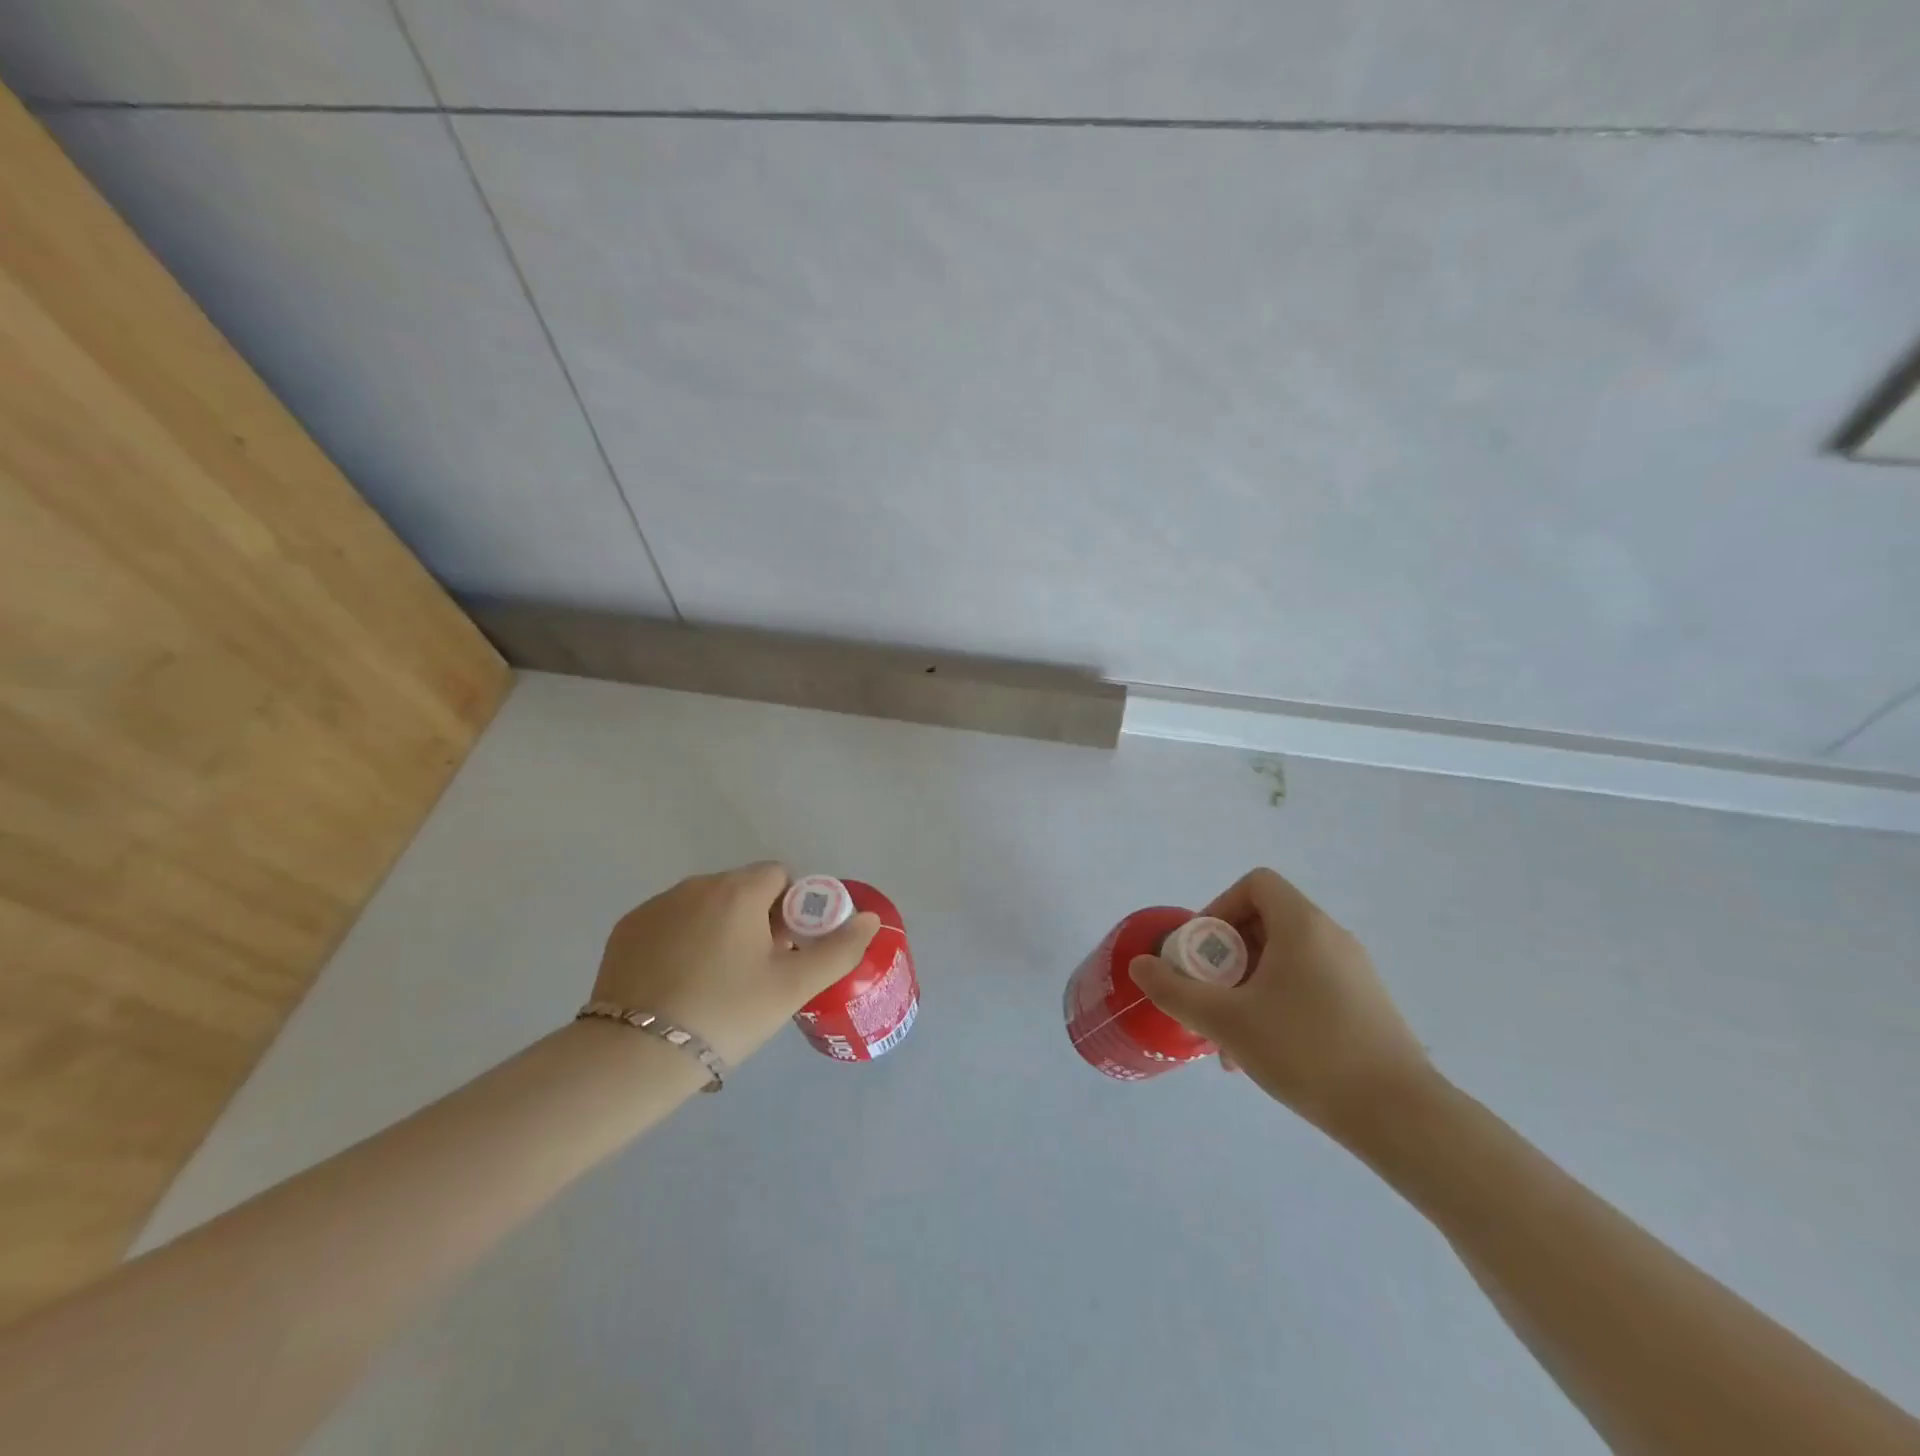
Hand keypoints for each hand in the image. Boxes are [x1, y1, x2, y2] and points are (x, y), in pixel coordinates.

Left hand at [589, 863, 879, 1065]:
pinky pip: (671, 921)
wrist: (635, 1055)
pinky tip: (680, 982)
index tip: (787, 949)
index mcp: (739, 890)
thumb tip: (870, 918)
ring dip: (720, 927)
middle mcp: (697, 884)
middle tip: (758, 971)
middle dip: (757, 919)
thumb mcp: (792, 987)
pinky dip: (683, 940)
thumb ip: (839, 949)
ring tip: (717, 981)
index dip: (793, 908)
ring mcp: (657, 905)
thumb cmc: (726, 1013)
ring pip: (705, 905)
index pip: (780, 876)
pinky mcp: (627, 929)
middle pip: (743, 889)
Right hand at [1129, 867, 1431, 1137]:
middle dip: (1226, 957)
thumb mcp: (1226, 1021)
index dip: (1220, 907)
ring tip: (1230, 1038)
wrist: (1400, 1117)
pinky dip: (1278, 1002)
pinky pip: (1308, 984)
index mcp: (1302, 925)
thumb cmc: (1306, 1052)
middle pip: (1265, 922)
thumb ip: (1175, 991)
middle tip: (1209, 996)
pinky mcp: (1366, 1004)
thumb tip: (1140, 966)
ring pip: (1284, 960)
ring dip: (1248, 986)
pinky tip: (1266, 1052)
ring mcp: (1354, 971)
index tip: (1203, 952)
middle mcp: (1332, 937)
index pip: (1255, 884)